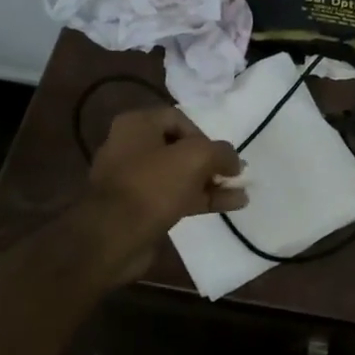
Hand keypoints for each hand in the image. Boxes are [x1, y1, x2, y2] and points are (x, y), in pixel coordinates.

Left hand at [85, 106, 245, 280]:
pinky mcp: (140, 208)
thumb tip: (234, 162)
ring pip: (180, 175)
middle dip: (211, 162)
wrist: (114, 236)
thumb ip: (222, 153)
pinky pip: (175, 197)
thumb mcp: (196, 157)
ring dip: (211, 183)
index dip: (205, 135)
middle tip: (234, 175)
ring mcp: (134, 180)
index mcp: (137, 125)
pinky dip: (201, 199)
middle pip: (181, 149)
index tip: (220, 156)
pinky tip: (230, 206)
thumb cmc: (153, 185)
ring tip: (241, 192)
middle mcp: (131, 147)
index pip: (179, 119)